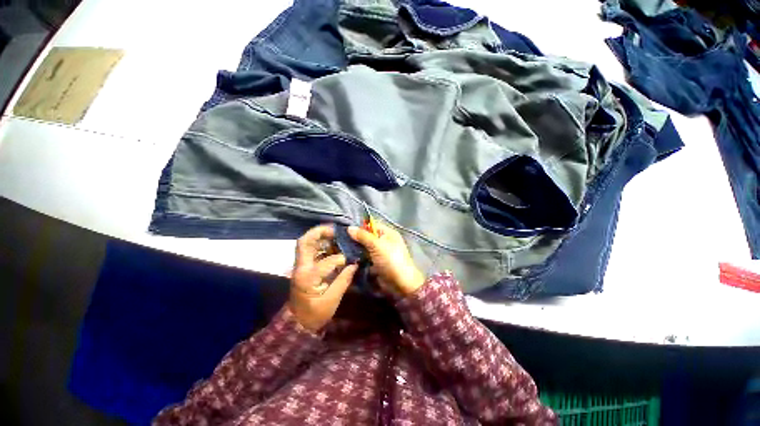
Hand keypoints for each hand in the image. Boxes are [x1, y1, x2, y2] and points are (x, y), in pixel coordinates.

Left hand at [289, 225, 358, 332]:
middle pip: (305, 242)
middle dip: (320, 232)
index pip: (326, 261)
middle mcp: (300, 268)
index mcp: (307, 277)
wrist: (297, 323)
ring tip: (335, 235)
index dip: (341, 259)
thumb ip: (343, 280)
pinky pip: (310, 250)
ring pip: (306, 244)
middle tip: (336, 230)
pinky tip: (332, 246)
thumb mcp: (332, 300)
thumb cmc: (315, 314)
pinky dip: (320, 244)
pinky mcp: (303, 267)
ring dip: (320, 236)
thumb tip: (354, 264)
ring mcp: (300, 266)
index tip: (351, 261)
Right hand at [348, 222, 424, 296]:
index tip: (346, 229)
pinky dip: (357, 258)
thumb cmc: (391, 260)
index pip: (372, 225)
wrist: (400, 284)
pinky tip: (346, 258)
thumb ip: (363, 236)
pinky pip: (365, 258)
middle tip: (341, 240)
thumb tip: (349, 227)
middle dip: (355, 239)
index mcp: (388, 233)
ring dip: (355, 249)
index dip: (360, 226)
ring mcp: (379, 253)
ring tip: (341, 248)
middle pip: (367, 237)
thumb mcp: (377, 245)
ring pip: (364, 248)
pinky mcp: (375, 264)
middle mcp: (384, 241)